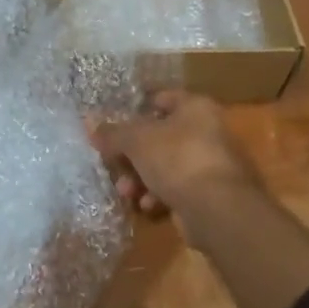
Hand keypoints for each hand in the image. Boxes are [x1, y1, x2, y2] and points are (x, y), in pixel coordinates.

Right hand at [90, 92, 258, 226]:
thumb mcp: (136, 141)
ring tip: (127, 193)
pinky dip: (160, 195)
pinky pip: (178, 188)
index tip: (113, 124)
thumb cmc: (178, 159)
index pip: (162, 98)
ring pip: (166, 165)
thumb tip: (89, 121)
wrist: (219, 209)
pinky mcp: (212, 193)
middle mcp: (208, 130)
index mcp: (195, 107)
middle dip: (132, 155)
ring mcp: (212, 163)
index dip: (135, 109)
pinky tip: (147, 206)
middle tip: (113, 165)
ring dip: (141, 178)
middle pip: (160, 136)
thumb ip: (112, 132)